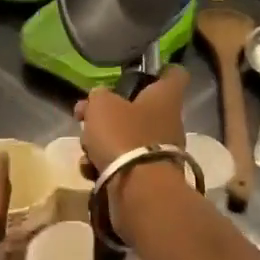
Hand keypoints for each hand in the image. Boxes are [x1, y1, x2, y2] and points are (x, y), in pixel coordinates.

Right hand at [73, 66, 188, 172]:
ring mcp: (161, 152)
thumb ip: (99, 96)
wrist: (137, 190)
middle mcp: (169, 122)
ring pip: (127, 137)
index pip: (174, 74)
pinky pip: (124, 163)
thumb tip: (99, 99)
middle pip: (140, 109)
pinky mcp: (150, 177)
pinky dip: (105, 165)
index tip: (139, 72)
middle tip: (85, 115)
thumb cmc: (123, 135)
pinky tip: (90, 170)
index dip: (159, 70)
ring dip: (102, 142)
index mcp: (165, 98)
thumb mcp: (101, 105)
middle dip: (110, 113)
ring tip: (85, 149)